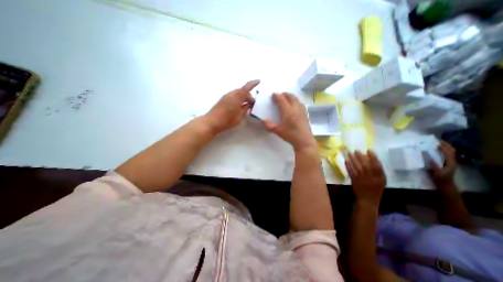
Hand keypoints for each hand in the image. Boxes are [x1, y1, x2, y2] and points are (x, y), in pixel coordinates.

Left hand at [204, 79, 258, 133]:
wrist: (211, 122)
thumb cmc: (226, 121)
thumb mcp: (239, 117)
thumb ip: (245, 109)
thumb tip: (249, 104)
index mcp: (237, 97)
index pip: (247, 88)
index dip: (253, 83)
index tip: (259, 80)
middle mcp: (231, 94)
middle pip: (243, 91)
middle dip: (249, 96)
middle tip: (252, 104)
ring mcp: (226, 96)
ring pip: (238, 93)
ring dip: (243, 97)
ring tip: (246, 106)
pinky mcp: (223, 99)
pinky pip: (233, 95)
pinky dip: (238, 98)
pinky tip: (239, 106)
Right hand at [261, 92, 314, 151]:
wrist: (303, 140)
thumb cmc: (290, 135)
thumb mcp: (277, 131)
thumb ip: (269, 125)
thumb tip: (262, 120)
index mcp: (288, 111)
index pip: (282, 100)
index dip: (277, 96)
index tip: (273, 94)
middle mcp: (295, 108)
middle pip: (291, 97)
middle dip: (285, 94)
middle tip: (280, 94)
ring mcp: (302, 111)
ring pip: (297, 99)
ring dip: (291, 97)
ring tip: (287, 98)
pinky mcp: (305, 114)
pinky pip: (300, 104)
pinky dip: (296, 101)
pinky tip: (295, 106)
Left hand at [344, 151, 385, 205]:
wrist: (368, 200)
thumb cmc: (375, 189)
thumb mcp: (380, 180)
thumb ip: (376, 171)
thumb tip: (368, 158)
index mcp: (380, 178)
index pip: (377, 166)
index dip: (373, 158)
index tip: (368, 150)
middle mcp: (372, 178)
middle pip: (366, 166)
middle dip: (360, 157)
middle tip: (356, 150)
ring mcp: (362, 180)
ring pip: (358, 168)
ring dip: (353, 160)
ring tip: (350, 153)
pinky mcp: (355, 181)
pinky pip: (351, 173)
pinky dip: (348, 166)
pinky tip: (346, 161)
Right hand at [428, 140, 456, 188]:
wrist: (445, 184)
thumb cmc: (441, 179)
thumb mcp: (437, 173)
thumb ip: (434, 166)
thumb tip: (429, 158)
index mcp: (450, 162)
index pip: (449, 152)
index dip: (443, 147)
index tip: (435, 142)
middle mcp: (451, 160)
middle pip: (451, 150)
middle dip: (445, 144)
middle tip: (436, 139)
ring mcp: (449, 161)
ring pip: (449, 151)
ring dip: (444, 146)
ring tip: (435, 142)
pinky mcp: (445, 162)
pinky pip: (444, 154)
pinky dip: (441, 149)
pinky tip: (434, 148)